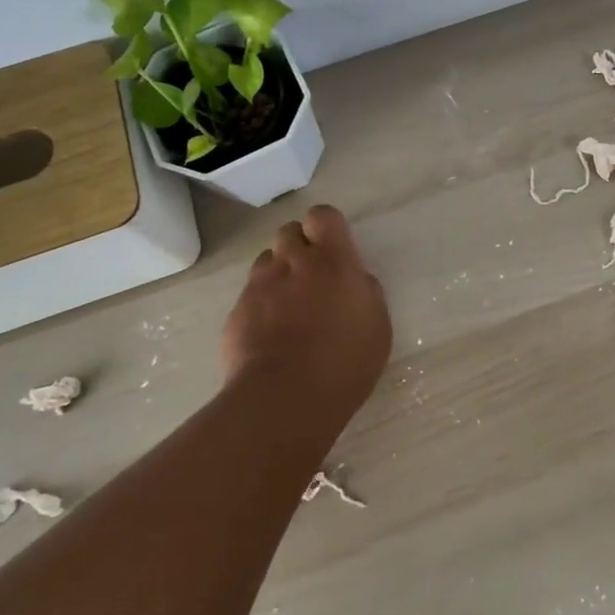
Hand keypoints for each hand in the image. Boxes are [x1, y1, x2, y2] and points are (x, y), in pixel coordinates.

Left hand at [223, 205, 392, 421]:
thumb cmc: (345, 362)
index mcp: (333, 261)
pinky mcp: (236, 312)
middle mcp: (293, 263)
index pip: (322, 215)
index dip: (326, 227)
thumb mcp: (377, 326)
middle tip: (312, 276)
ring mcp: (259, 286)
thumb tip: (355, 281)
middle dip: (299, 246)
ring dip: (279, 273)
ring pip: (267, 261)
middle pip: (288, 231)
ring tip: (290, 305)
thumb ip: (366, 293)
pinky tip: (271, 333)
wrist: (285, 398)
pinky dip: (261, 305)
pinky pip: (250, 295)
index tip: (334, 248)